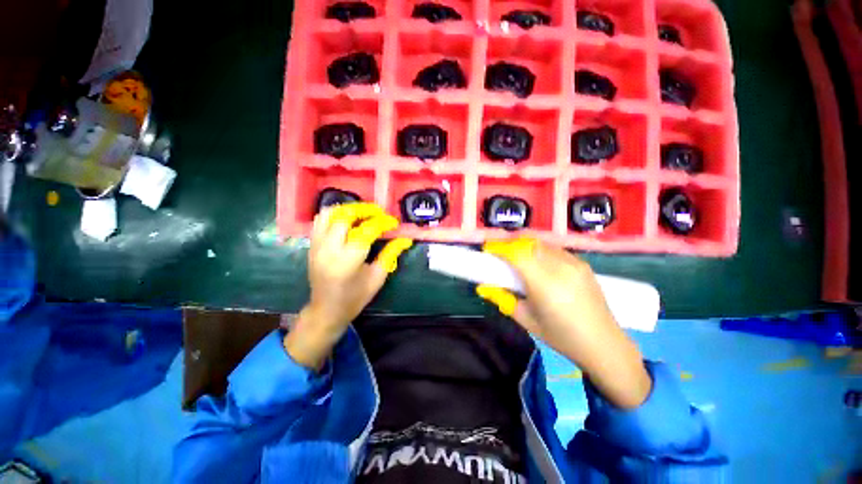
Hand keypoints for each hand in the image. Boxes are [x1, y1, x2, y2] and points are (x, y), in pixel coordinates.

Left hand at [284, 203, 412, 369]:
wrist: (326, 310)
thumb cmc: (355, 297)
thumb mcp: (377, 277)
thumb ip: (391, 254)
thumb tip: (406, 239)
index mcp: (348, 260)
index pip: (366, 230)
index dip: (383, 223)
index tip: (394, 223)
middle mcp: (329, 249)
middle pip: (345, 216)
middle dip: (365, 210)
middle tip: (379, 213)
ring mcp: (317, 245)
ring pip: (330, 213)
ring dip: (349, 209)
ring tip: (364, 213)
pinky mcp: (312, 245)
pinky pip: (321, 220)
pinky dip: (335, 214)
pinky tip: (348, 219)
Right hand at [476, 238, 650, 408]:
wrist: (604, 344)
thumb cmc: (561, 337)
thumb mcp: (526, 320)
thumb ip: (502, 299)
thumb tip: (482, 287)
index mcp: (544, 284)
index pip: (517, 253)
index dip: (498, 247)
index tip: (486, 248)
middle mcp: (561, 267)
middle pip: (528, 242)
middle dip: (509, 243)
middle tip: (498, 252)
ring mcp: (575, 263)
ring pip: (541, 243)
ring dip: (524, 244)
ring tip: (515, 256)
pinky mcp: (582, 263)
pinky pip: (554, 249)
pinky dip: (539, 250)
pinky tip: (537, 263)